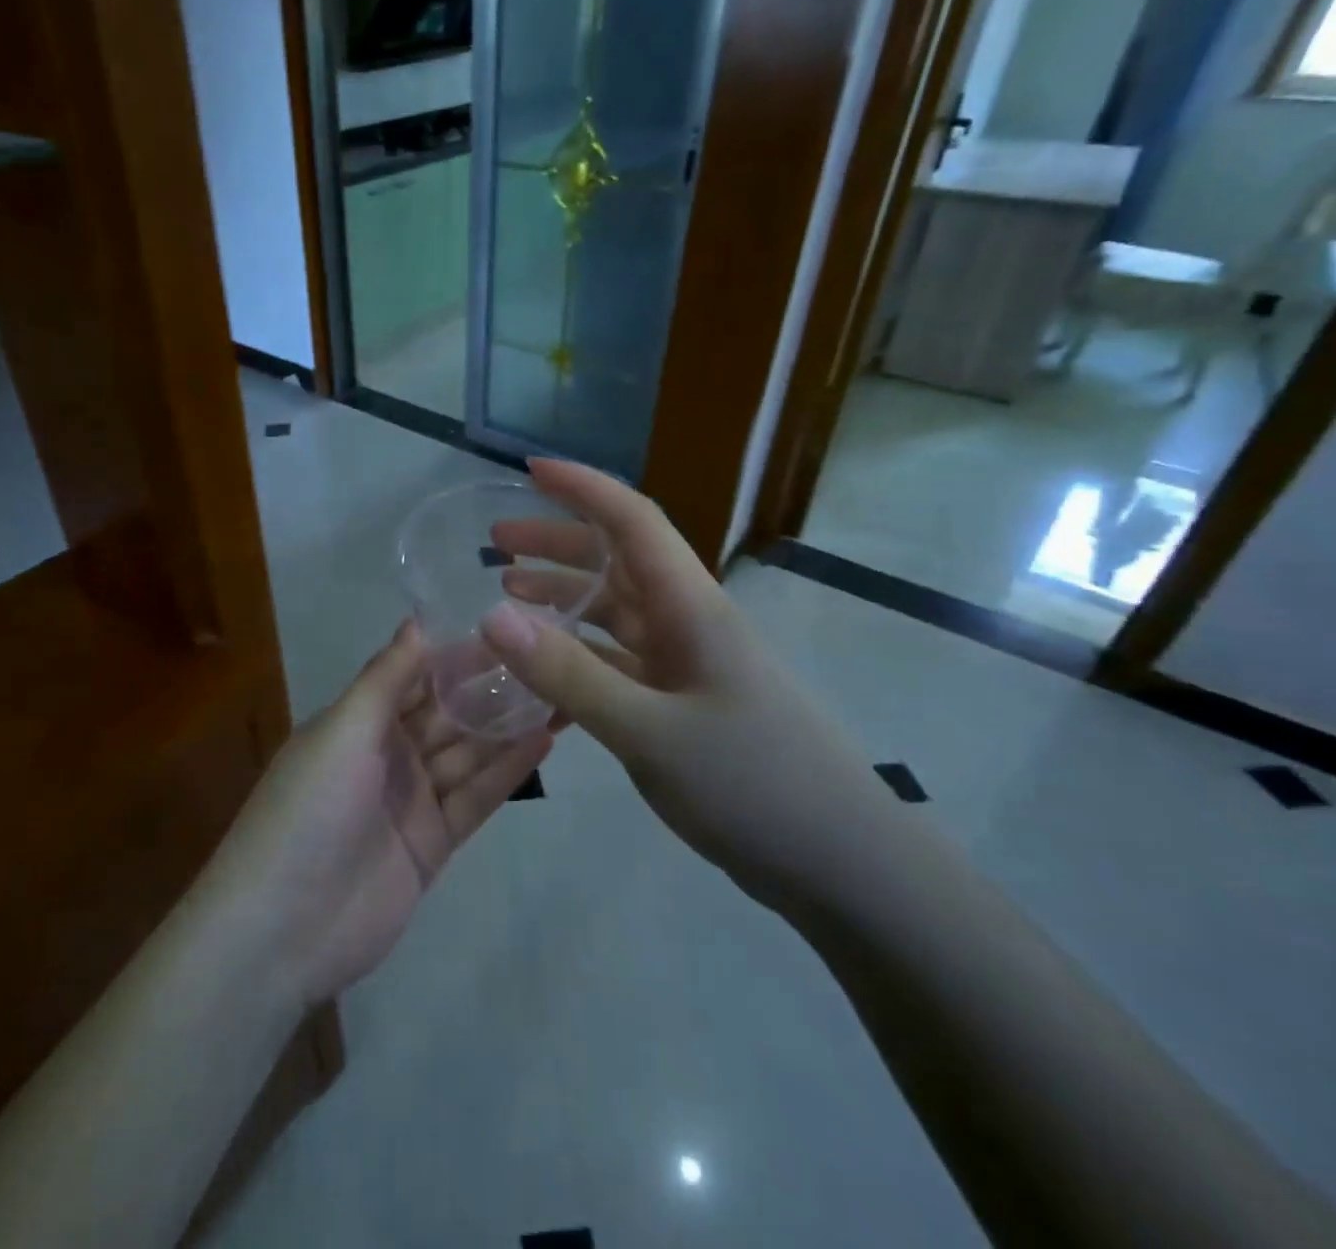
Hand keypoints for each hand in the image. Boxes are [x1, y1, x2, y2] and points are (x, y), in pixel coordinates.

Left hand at [210, 622, 553, 1009]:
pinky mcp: (433, 844)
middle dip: (492, 688)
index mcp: (359, 721)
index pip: (417, 675)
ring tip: (560, 691)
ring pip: (468, 753)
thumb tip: (417, 619)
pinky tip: (545, 740)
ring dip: (509, 726)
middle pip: (448, 713)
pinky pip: (475, 799)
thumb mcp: (343, 729)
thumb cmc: (309, 808)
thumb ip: (386, 677)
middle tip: (550, 655)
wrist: (282, 928)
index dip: (458, 653)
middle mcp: (388, 754)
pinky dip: (507, 771)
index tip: (507, 624)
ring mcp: (413, 800)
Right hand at [480, 459, 895, 917]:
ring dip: (565, 596)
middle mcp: (689, 624)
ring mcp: (688, 666)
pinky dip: (579, 658)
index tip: (529, 470)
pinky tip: (543, 674)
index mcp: (691, 608)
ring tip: (509, 592)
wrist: (843, 865)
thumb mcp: (649, 731)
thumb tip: (492, 615)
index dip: (583, 488)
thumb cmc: (754, 786)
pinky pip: (620, 664)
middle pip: (618, 561)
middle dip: (558, 542)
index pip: (633, 522)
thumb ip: (569, 675)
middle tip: (497, 542)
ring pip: (616, 612)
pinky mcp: (684, 705)